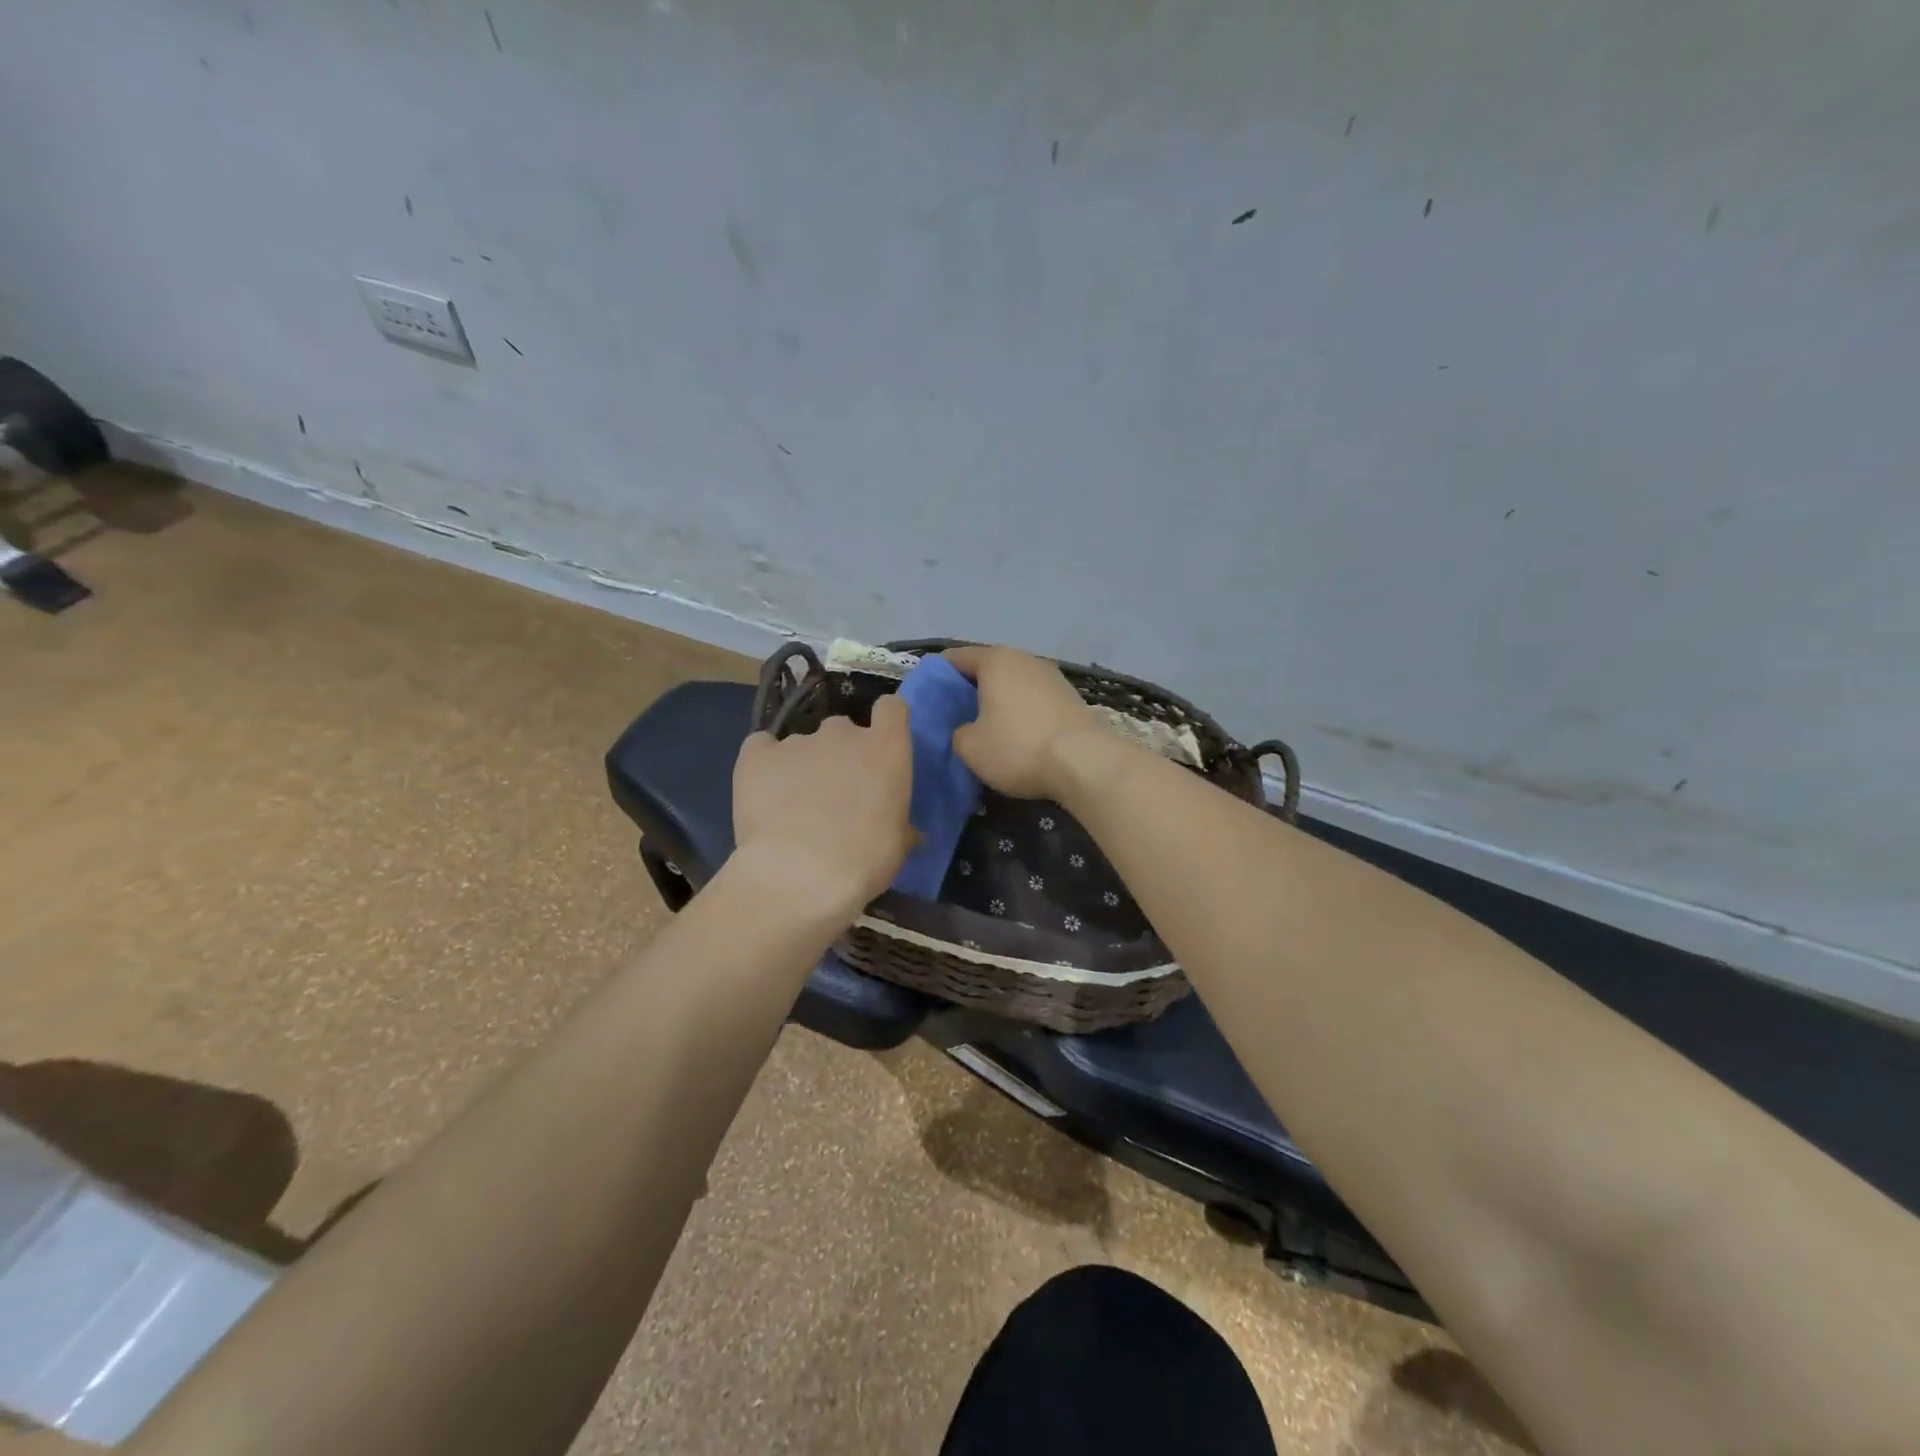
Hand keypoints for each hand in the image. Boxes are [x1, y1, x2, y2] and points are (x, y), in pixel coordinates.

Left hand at [731, 694, 914, 914]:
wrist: (800, 876)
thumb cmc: (865, 861)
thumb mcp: (898, 846)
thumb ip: (902, 826)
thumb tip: (909, 832)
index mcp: (886, 749)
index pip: (892, 709)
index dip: (886, 724)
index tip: (881, 748)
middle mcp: (843, 734)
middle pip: (843, 729)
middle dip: (840, 754)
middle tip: (835, 793)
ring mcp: (797, 741)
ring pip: (802, 744)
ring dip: (802, 766)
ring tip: (792, 806)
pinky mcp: (756, 755)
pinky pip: (761, 749)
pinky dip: (764, 764)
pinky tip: (763, 793)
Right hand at [942, 645, 1117, 800]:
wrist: (1085, 763)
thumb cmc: (1018, 748)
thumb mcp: (969, 747)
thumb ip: (956, 732)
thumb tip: (966, 729)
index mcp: (996, 660)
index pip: (956, 658)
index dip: (937, 676)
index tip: (926, 697)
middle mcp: (1025, 659)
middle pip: (987, 669)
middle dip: (969, 689)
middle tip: (953, 715)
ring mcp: (1052, 677)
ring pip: (1013, 684)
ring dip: (998, 701)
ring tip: (985, 726)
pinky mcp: (1071, 698)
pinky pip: (1034, 700)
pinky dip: (1021, 712)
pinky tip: (1017, 734)